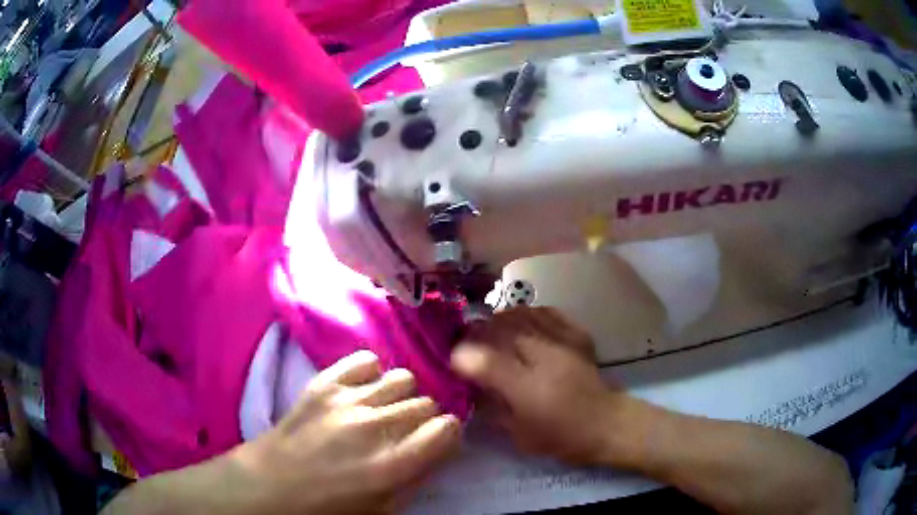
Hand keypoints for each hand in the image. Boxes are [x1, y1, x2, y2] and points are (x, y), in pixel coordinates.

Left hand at [232, 350, 461, 514]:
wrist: (270, 485)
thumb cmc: (328, 507)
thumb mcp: (383, 509)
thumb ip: (418, 477)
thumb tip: (439, 448)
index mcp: (393, 465)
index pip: (448, 428)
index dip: (446, 436)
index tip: (435, 442)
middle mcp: (375, 427)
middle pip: (426, 403)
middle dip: (423, 419)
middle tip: (405, 432)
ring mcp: (347, 400)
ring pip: (403, 378)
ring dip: (401, 396)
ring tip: (385, 410)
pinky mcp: (324, 383)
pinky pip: (366, 360)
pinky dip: (372, 373)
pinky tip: (363, 391)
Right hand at [452, 307, 619, 464]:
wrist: (605, 423)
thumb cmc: (559, 436)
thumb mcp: (518, 433)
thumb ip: (492, 406)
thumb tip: (471, 384)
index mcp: (525, 387)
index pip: (484, 359)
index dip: (462, 354)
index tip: (452, 356)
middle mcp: (542, 357)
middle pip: (500, 329)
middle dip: (478, 331)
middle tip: (469, 340)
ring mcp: (562, 341)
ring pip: (521, 315)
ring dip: (500, 319)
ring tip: (492, 328)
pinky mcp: (577, 335)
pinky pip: (547, 312)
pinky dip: (528, 313)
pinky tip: (522, 321)